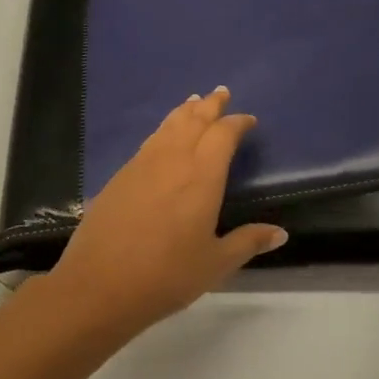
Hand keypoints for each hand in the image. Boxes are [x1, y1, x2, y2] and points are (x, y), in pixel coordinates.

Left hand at [46, 87, 288, 335]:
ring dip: (184, 111)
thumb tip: (280, 233)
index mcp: (202, 176)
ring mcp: (142, 165)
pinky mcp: (119, 177)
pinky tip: (163, 137)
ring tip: (193, 101)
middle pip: (194, 120)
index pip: (223, 135)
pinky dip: (163, 129)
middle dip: (210, 105)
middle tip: (221, 92)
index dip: (237, 123)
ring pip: (168, 126)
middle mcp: (173, 160)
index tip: (248, 120)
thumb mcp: (215, 264)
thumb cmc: (165, 276)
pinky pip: (149, 141)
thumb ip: (247, 242)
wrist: (98, 285)